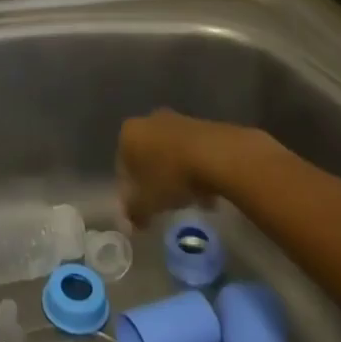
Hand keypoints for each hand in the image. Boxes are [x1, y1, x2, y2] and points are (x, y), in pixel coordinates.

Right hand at [118, 109, 230, 227]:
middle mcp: (148, 121)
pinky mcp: (201, 124)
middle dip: (155, 179)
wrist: (218, 155)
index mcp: (128, 134)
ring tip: (191, 200)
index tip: (143, 208)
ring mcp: (176, 119)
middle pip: (147, 156)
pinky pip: (191, 151)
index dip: (131, 190)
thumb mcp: (148, 203)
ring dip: (177, 175)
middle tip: (166, 203)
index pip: (122, 166)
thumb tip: (130, 222)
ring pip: (170, 153)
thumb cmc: (172, 176)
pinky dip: (195, 168)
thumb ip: (135, 213)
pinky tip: (207, 190)